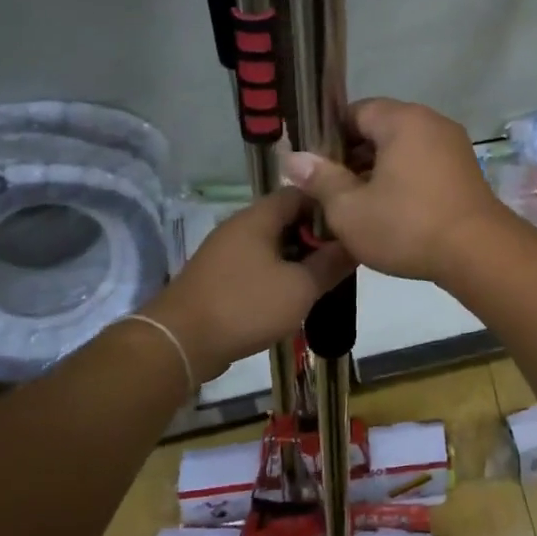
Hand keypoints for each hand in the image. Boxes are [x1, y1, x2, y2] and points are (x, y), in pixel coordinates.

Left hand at [142, 188, 351, 378]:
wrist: (180, 342)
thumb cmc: (246, 306)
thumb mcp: (301, 287)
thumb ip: (331, 263)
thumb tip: (356, 243)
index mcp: (259, 217)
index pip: (302, 192)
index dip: (330, 205)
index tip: (352, 225)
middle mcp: (240, 226)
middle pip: (287, 218)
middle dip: (317, 235)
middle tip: (343, 256)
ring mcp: (226, 251)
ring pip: (273, 244)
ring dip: (299, 257)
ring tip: (325, 277)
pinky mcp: (219, 277)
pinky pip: (257, 264)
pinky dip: (279, 273)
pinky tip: (294, 294)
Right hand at [281, 98, 513, 282]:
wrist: (479, 253)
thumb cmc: (408, 226)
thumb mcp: (350, 209)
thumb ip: (321, 179)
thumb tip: (293, 158)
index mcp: (402, 120)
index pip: (355, 112)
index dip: (330, 139)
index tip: (316, 169)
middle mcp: (431, 122)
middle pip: (380, 129)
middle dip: (353, 157)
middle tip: (333, 192)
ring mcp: (454, 146)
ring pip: (403, 150)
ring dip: (379, 172)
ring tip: (360, 206)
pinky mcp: (466, 171)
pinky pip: (424, 165)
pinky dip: (405, 180)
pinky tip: (392, 212)